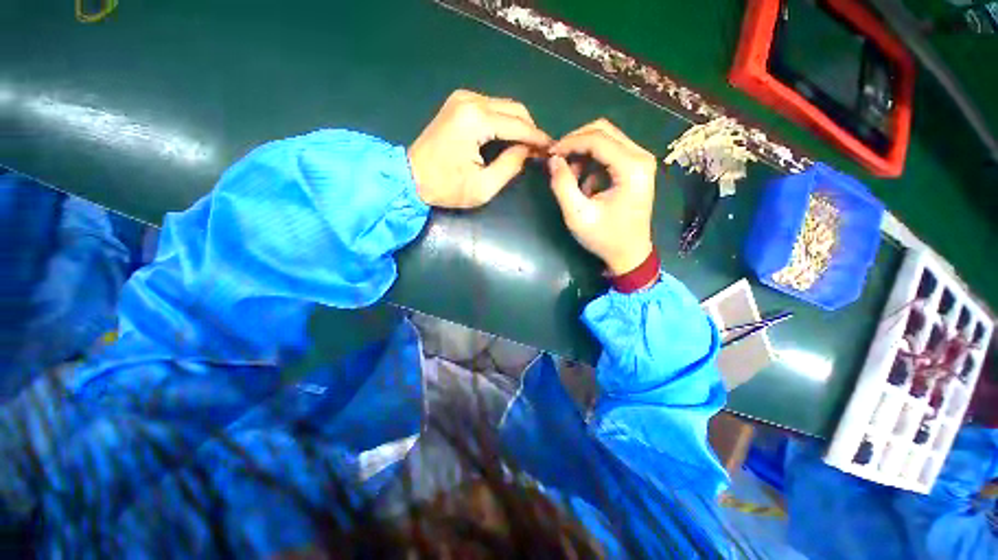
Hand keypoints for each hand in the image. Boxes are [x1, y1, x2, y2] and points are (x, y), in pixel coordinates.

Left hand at [408, 90, 551, 208]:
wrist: (410, 177)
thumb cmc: (446, 187)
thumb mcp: (483, 187)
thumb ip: (510, 166)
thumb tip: (527, 151)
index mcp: (476, 119)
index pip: (518, 125)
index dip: (538, 138)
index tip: (553, 149)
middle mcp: (470, 100)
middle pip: (514, 109)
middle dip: (531, 130)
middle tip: (540, 151)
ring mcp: (462, 99)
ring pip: (504, 106)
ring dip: (519, 125)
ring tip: (527, 147)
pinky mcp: (458, 104)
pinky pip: (492, 108)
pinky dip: (504, 122)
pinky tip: (509, 139)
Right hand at [547, 119, 656, 275]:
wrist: (630, 253)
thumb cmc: (605, 237)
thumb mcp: (578, 215)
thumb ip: (563, 185)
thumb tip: (553, 160)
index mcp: (631, 168)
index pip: (597, 138)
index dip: (569, 142)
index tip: (549, 154)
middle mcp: (640, 157)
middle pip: (604, 130)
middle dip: (576, 142)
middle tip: (557, 159)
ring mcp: (640, 161)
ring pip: (606, 139)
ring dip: (583, 153)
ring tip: (570, 177)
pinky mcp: (636, 168)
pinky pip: (610, 152)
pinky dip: (592, 162)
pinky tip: (585, 184)